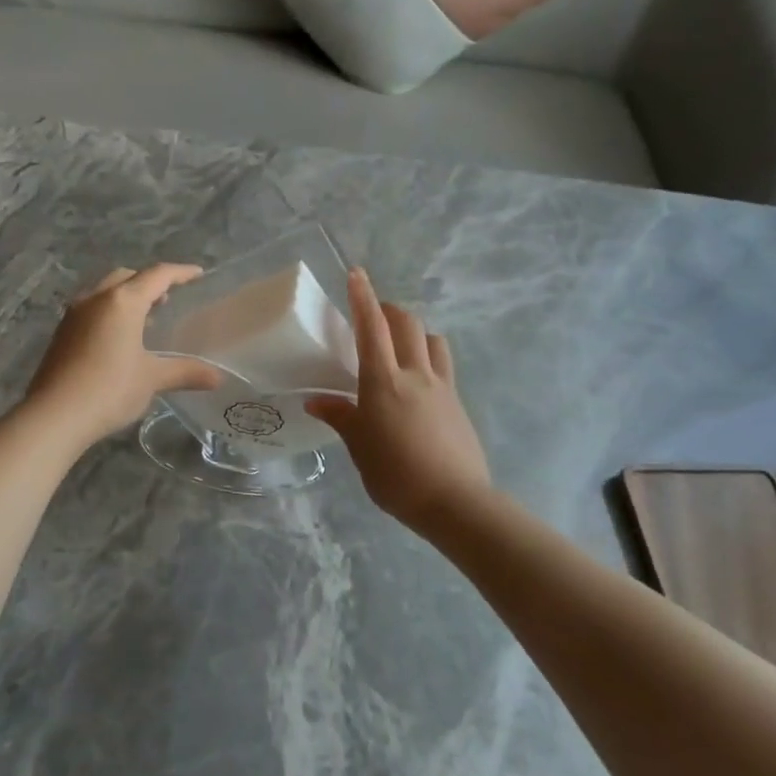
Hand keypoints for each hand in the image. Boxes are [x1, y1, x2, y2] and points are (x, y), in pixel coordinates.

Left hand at [25, 264, 223, 448]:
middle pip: (127, 277)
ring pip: (105, 291)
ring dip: (127, 296)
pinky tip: (119, 338)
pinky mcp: (61, 333)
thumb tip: (217, 378)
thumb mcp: (152, 379)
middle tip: (169, 298)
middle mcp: (96, 299)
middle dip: (149, 282)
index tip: (198, 274)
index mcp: (122, 301)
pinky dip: (110, 312)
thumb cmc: (109, 390)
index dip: (180, 272)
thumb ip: (185, 372)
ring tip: (146, 318)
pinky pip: (92, 309)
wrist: (54, 416)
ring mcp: (74, 314)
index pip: (157, 275)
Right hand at [307, 269, 492, 535]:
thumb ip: (341, 417)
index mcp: (383, 382)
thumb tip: (317, 401)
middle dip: (388, 310)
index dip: (362, 298)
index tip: (356, 274)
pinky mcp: (457, 402)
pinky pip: (443, 364)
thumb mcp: (359, 447)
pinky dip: (428, 356)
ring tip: (398, 344)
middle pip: (406, 323)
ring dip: (413, 331)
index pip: (371, 327)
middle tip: (372, 316)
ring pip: (431, 339)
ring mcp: (442, 386)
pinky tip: (417, 380)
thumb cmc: (396, 475)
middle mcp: (415, 374)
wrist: (454, 501)